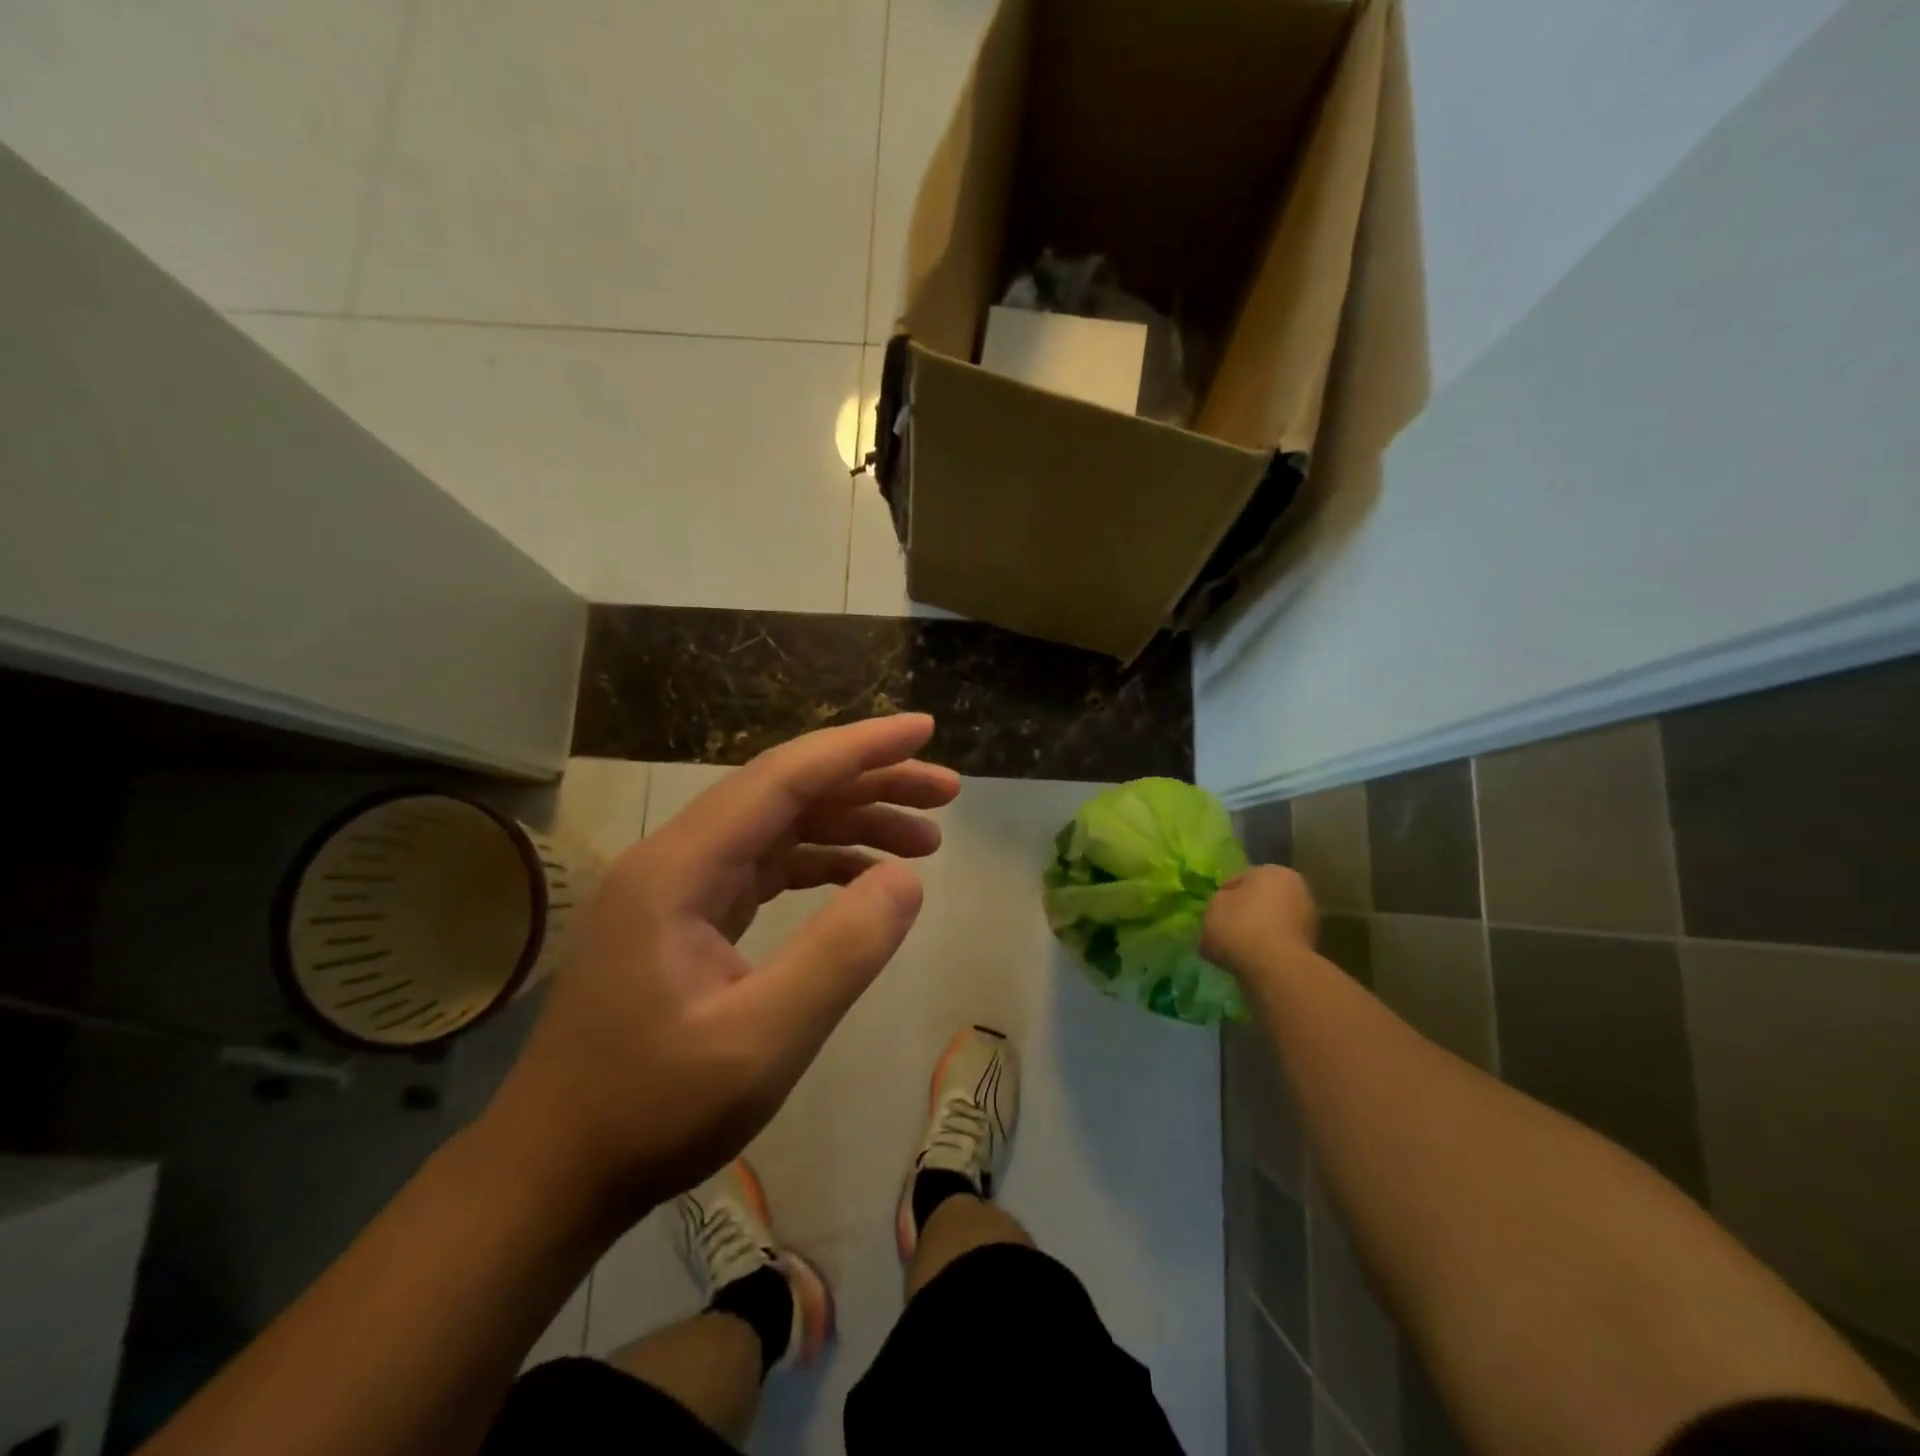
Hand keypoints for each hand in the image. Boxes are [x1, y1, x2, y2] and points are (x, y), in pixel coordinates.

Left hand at [485, 715, 960, 1226]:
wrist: (555, 1170)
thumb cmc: (652, 1111)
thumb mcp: (762, 1041)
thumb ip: (841, 953)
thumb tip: (907, 879)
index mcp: (681, 867)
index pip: (785, 777)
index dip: (861, 748)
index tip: (926, 730)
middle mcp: (677, 858)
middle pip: (786, 792)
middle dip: (870, 782)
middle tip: (946, 792)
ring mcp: (679, 887)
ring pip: (780, 827)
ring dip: (853, 823)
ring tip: (925, 841)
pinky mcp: (688, 917)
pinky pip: (767, 867)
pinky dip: (823, 862)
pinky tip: (866, 879)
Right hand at [1201, 864, 1318, 976]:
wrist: (1275, 969)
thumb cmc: (1240, 927)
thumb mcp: (1213, 907)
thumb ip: (1218, 903)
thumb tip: (1225, 909)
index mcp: (1273, 872)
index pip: (1240, 879)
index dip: (1224, 895)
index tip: (1213, 912)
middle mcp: (1297, 889)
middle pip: (1261, 899)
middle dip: (1245, 912)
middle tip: (1225, 928)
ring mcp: (1309, 920)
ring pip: (1272, 922)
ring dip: (1258, 931)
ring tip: (1237, 948)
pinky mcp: (1312, 947)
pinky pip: (1280, 943)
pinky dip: (1269, 949)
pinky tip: (1252, 959)